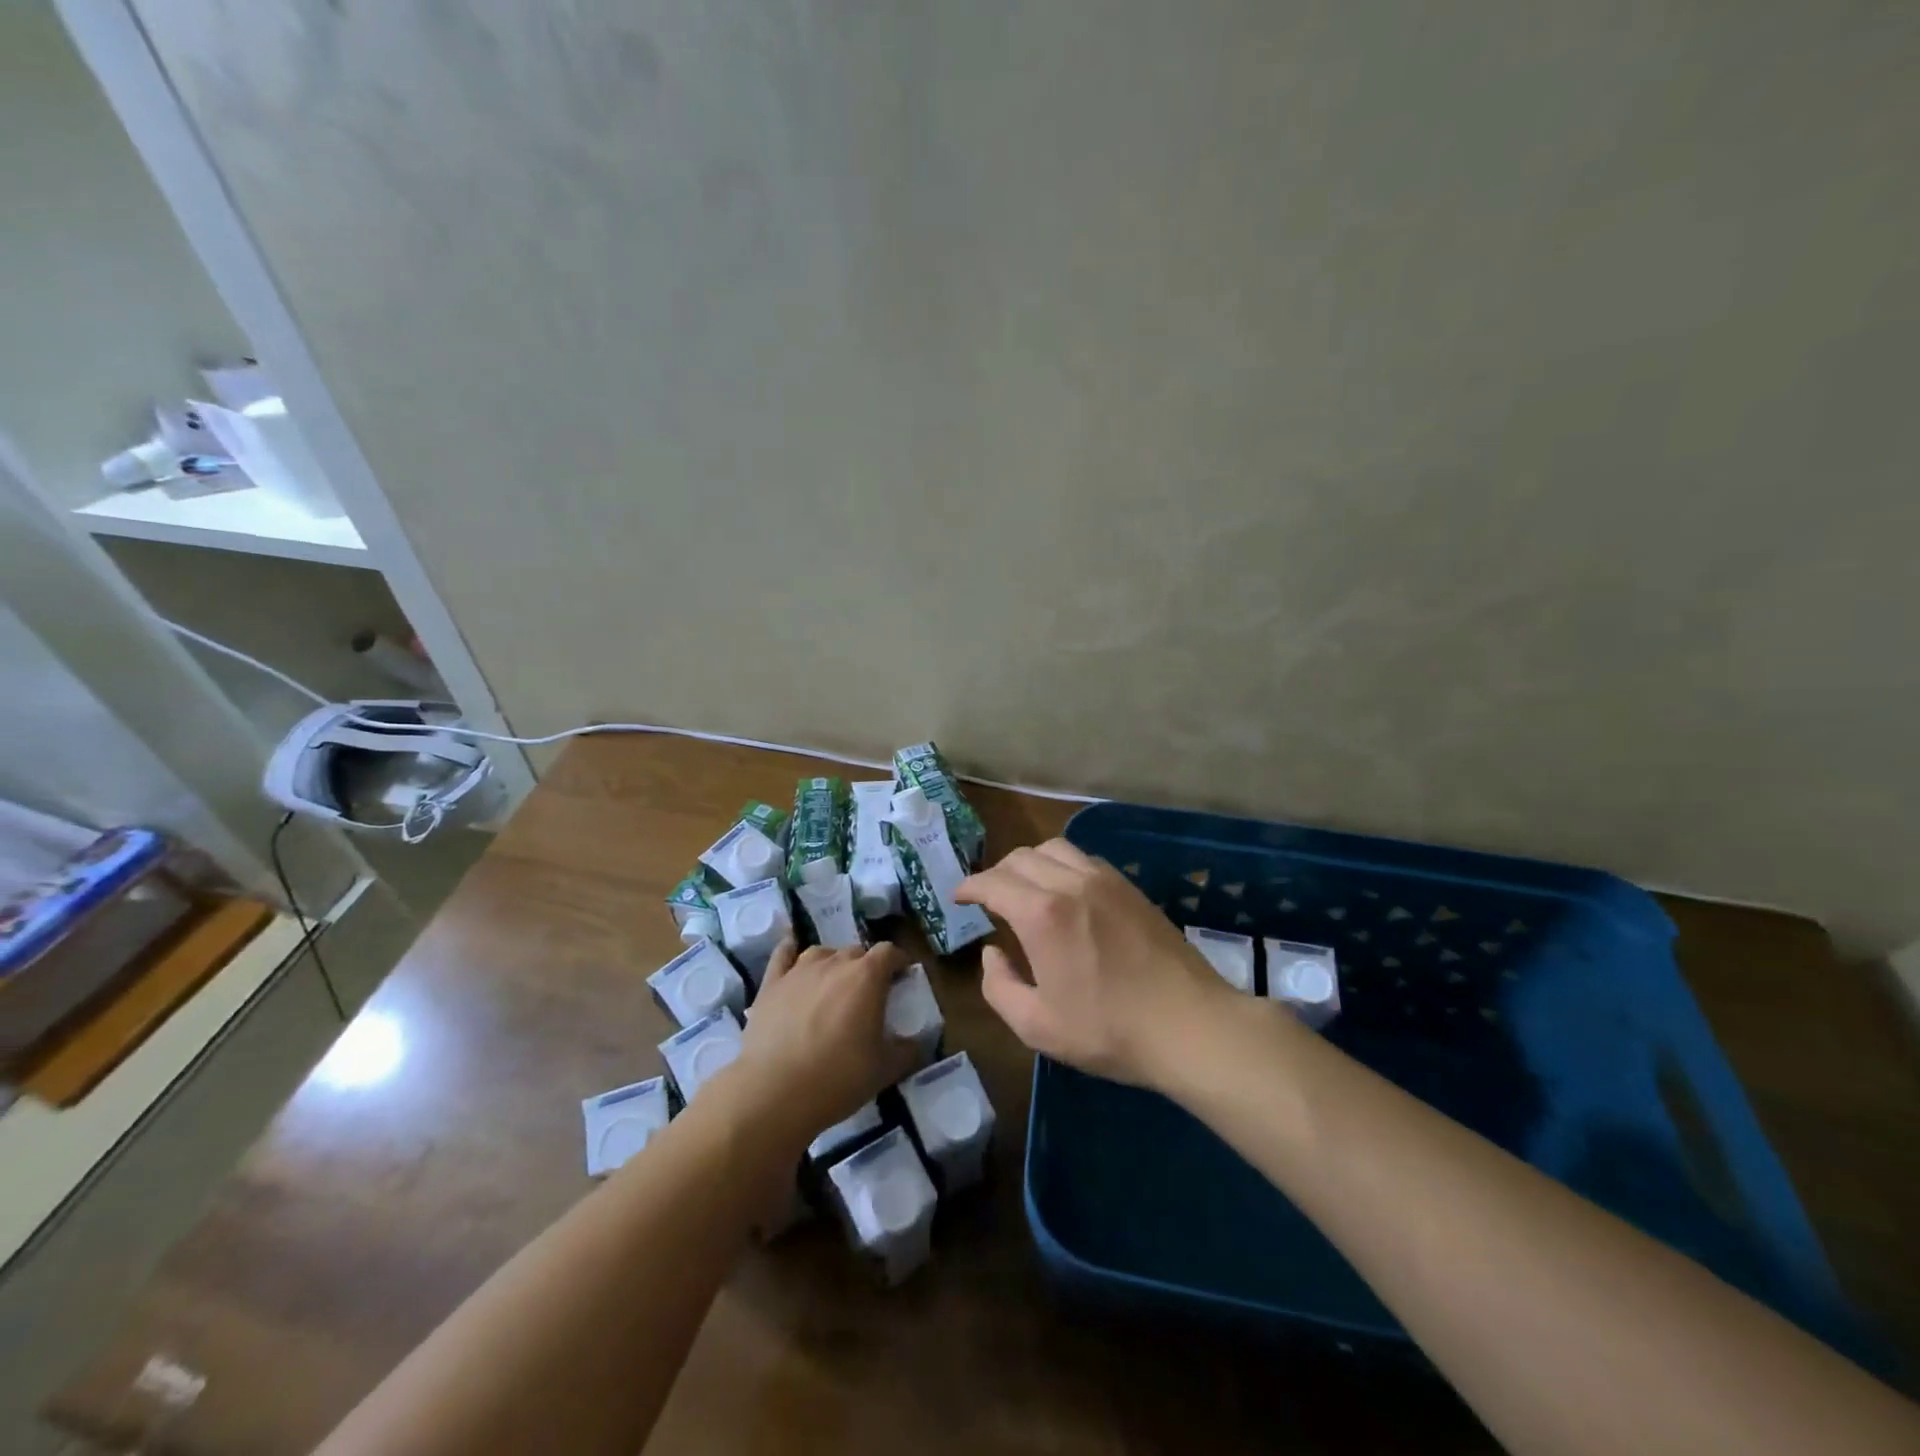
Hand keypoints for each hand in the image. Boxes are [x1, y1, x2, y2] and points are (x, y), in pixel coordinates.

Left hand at [727, 938, 920, 1149]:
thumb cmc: (838, 1077)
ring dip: (833, 963)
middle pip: (856, 951)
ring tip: (833, 985)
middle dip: (866, 967)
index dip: (898, 961)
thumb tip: (918, 1044)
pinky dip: (790, 951)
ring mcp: (799, 970)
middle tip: (868, 995)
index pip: (889, 952)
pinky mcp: (771, 983)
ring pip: (822, 952)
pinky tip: (792, 954)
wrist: (774, 1092)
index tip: (902, 978)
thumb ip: (908, 1051)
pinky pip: (783, 954)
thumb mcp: (885, 1069)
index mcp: (867, 976)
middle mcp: (834, 963)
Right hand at [956, 840, 1234, 1090]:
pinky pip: (1083, 858)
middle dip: (995, 873)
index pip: (992, 882)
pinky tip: (1064, 891)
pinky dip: (1061, 864)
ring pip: (1053, 848)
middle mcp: (1069, 882)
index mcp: (1041, 913)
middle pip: (1020, 857)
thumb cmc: (1108, 1029)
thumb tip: (992, 953)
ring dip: (1028, 862)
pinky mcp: (1129, 886)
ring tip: (1024, 888)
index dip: (969, 887)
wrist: (1188, 1025)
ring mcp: (1104, 879)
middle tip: (988, 898)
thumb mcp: (1036, 1025)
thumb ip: (999, 986)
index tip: (958, 898)